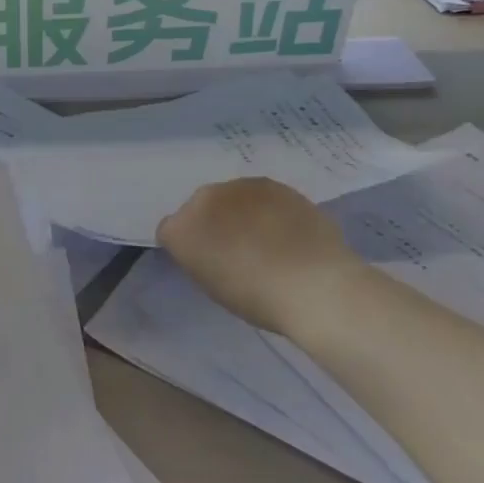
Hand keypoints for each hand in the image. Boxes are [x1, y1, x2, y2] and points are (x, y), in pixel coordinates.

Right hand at [156, 178, 370, 335]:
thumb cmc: (256, 298)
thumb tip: (213, 249)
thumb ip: (202, 258)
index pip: (170, 231)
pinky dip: (267, 209)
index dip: (189, 248)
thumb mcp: (213, 286)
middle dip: (213, 222)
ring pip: (230, 198)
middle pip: (199, 207)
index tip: (208, 264)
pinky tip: (286, 231)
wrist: (313, 284)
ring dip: (239, 212)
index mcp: (180, 229)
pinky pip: (259, 196)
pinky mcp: (271, 183)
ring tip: (266, 239)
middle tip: (237, 250)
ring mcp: (238, 187)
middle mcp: (203, 199)